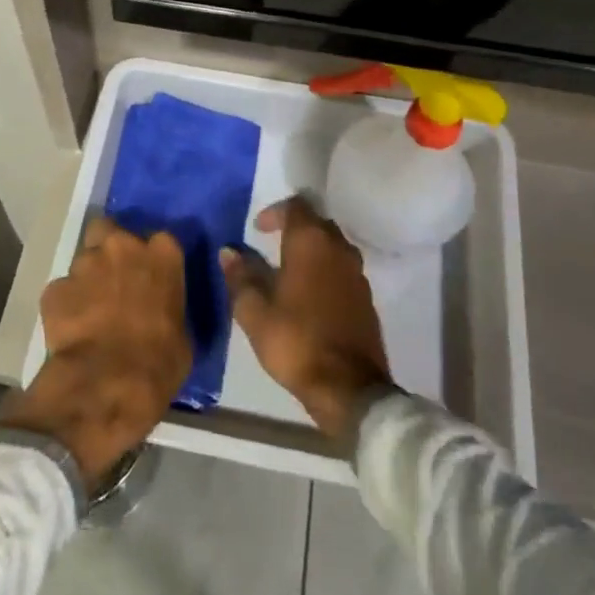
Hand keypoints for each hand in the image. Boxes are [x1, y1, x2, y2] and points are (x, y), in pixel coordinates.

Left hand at [0, 218, 191, 484]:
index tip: (150, 277)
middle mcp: (122, 247)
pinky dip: (65, 306)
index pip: (160, 241)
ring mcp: (85, 264)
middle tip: (112, 279)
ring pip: (83, 261)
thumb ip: (169, 308)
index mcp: (162, 255)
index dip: (151, 258)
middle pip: (109, 231)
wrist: (107, 386)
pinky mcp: (54, 288)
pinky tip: (70, 331)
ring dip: (87, 280)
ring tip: (89, 312)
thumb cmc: (159, 363)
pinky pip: (61, 291)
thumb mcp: (183, 336)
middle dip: (108, 248)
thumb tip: (160, 312)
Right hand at [220, 196, 390, 440]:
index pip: (296, 206)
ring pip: (332, 246)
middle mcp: (338, 248)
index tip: (257, 230)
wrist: (349, 388)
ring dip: (312, 250)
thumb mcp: (254, 312)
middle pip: (317, 223)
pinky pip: (343, 270)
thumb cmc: (296, 342)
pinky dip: (326, 271)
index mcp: (311, 243)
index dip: (275, 212)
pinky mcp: (366, 298)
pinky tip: (310, 294)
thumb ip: (241, 277)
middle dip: (294, 228)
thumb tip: (228, 252)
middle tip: (270, 245)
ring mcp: (357, 273)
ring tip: (288, 270)